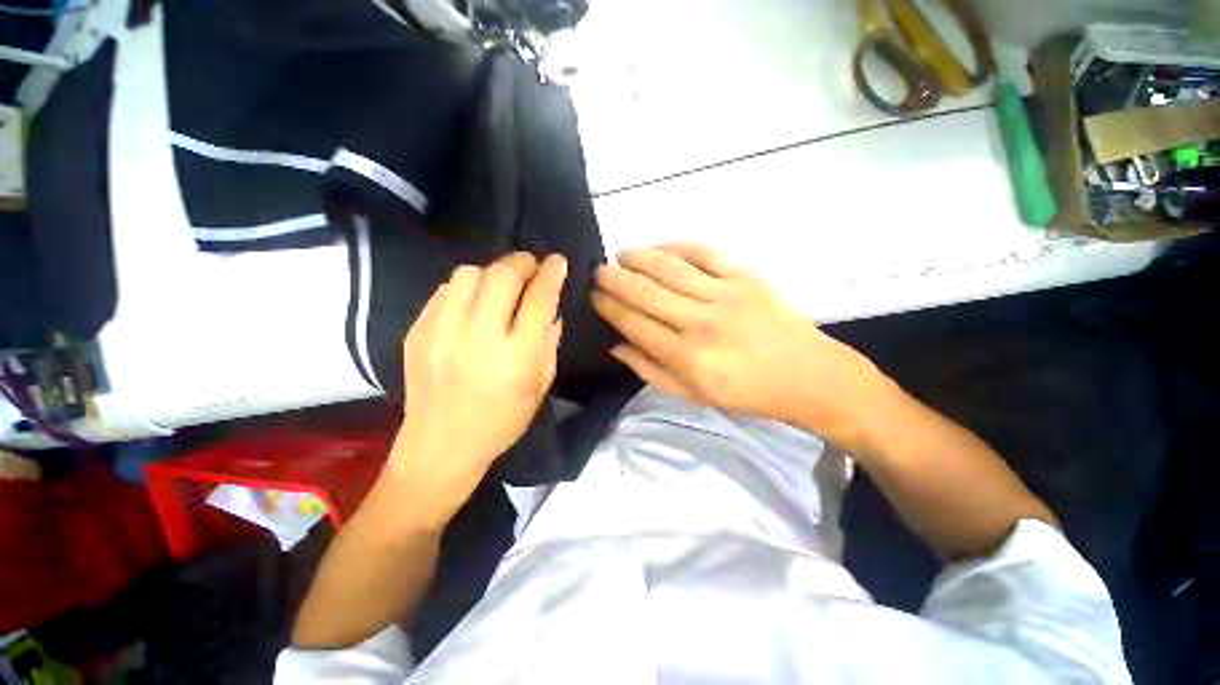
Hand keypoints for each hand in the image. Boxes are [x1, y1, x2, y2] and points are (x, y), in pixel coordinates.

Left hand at [388, 252, 566, 527]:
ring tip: (499, 286)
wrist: (440, 445)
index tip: (558, 261)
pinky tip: (472, 304)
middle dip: (522, 262)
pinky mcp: (417, 332)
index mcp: (515, 356)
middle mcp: (478, 337)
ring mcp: (441, 332)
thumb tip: (552, 310)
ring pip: (469, 274)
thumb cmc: (501, 421)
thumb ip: (549, 344)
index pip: (538, 299)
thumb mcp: (540, 386)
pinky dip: (465, 288)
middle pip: (502, 276)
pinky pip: (444, 291)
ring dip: (491, 272)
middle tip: (531, 266)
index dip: (551, 274)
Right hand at [592, 243, 888, 448]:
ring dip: (640, 257)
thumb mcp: (692, 395)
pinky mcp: (746, 277)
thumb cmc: (746, 393)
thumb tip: (617, 345)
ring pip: (671, 269)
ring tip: (622, 253)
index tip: (595, 297)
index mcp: (687, 357)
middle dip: (616, 279)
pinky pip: (705, 253)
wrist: (807, 375)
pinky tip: (659, 245)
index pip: (635, 324)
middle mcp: (701, 322)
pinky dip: (678, 246)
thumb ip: (650, 371)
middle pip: (647, 293)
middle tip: (599, 271)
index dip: (610, 308)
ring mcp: (725, 295)